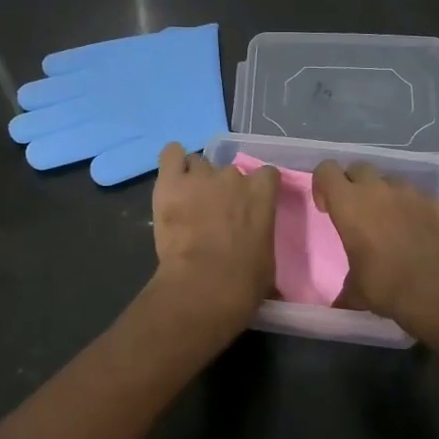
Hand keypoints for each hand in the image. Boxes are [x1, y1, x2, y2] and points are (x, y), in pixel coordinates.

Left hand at [151, 143, 277, 319]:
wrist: (203, 284)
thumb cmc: (244, 280)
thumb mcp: (267, 260)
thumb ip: (262, 239)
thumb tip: (257, 251)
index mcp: (261, 193)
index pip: (267, 174)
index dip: (258, 188)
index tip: (251, 205)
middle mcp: (233, 176)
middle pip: (230, 172)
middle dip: (224, 189)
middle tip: (216, 214)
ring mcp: (201, 175)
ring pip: (199, 165)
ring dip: (197, 180)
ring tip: (189, 203)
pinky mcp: (171, 181)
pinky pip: (171, 154)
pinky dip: (172, 163)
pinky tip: (172, 179)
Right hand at [313, 161, 438, 324]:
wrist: (437, 289)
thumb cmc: (385, 285)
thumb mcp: (356, 291)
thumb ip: (346, 290)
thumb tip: (339, 305)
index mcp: (349, 204)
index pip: (326, 170)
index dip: (323, 185)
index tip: (327, 208)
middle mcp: (379, 190)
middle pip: (359, 168)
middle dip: (355, 185)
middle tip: (358, 212)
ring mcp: (412, 193)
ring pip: (392, 182)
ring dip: (387, 197)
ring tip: (392, 225)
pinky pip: (422, 200)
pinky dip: (418, 212)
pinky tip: (422, 235)